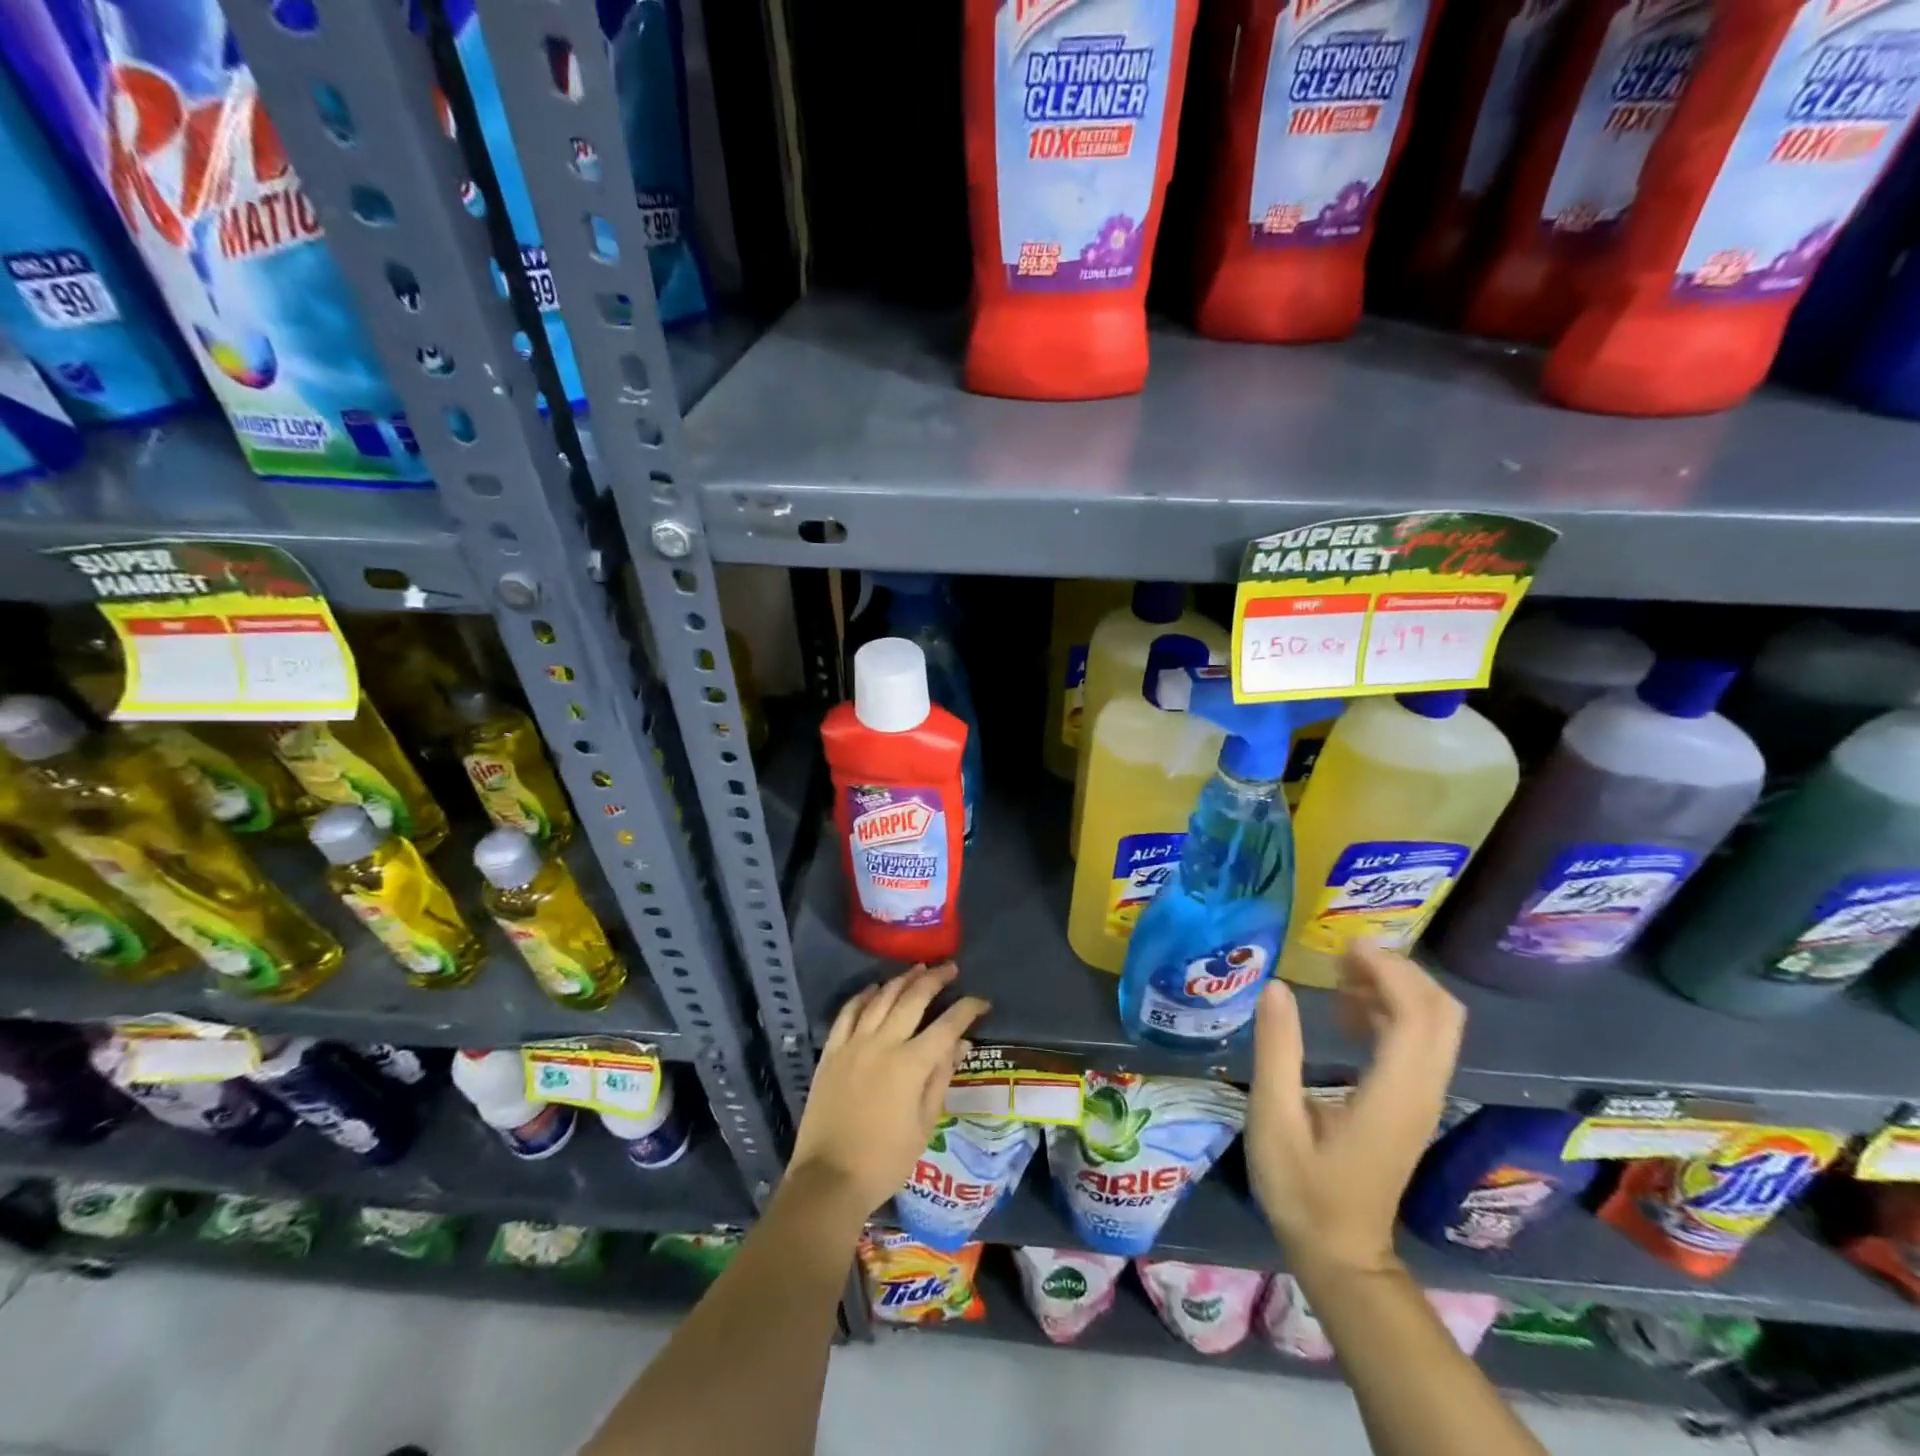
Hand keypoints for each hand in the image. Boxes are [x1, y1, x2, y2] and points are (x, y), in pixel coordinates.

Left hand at [788, 962, 989, 1220]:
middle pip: (913, 998)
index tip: (981, 1002)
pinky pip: (848, 1012)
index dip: (967, 1009)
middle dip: (935, 980)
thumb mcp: (924, 1125)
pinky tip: (874, 988)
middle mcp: (883, 1043)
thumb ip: (941, 1078)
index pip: (947, 1025)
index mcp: (911, 1064)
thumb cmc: (885, 1160)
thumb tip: (961, 1044)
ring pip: (881, 998)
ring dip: (902, 980)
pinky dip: (863, 996)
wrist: (829, 1178)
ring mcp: (854, 1044)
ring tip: (918, 969)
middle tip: (950, 968)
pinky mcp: (831, 1051)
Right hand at [1245, 941, 1464, 1275]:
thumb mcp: (1273, 1118)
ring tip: (1340, 974)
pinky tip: (1347, 1010)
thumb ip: (1276, 1049)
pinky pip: (1421, 1041)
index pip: (1417, 1015)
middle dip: (1400, 971)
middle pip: (1442, 1014)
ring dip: (1397, 988)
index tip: (1346, 944)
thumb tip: (1277, 986)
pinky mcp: (1413, 1104)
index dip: (1389, 970)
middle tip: (1344, 953)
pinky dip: (1393, 1010)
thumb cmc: (1301, 1188)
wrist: (1341, 1253)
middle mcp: (1421, 1091)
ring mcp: (1423, 1099)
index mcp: (1393, 1093)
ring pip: (1438, 1025)